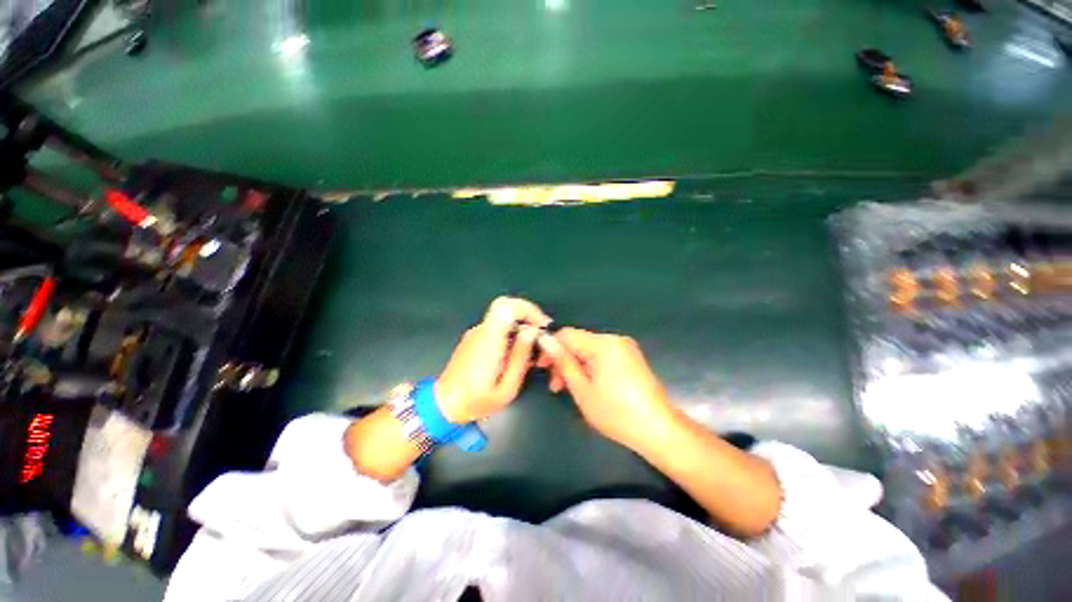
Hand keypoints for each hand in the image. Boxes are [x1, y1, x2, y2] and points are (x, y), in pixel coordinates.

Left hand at [436, 297, 550, 423]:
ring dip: (520, 325)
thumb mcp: (507, 387)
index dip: (527, 309)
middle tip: (540, 333)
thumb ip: (520, 357)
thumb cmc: (477, 402)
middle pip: (505, 306)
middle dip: (527, 315)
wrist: (445, 406)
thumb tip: (532, 332)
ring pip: (502, 317)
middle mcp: (480, 331)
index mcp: (488, 341)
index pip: (505, 306)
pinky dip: (511, 332)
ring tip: (530, 349)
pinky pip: (496, 327)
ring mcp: (475, 333)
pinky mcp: (474, 338)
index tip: (541, 324)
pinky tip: (515, 353)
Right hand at [538, 328, 675, 449]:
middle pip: (579, 341)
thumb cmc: (616, 412)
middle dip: (564, 360)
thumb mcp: (582, 389)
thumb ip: (563, 362)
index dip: (551, 348)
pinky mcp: (630, 357)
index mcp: (602, 344)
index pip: (567, 334)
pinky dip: (590, 367)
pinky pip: (603, 355)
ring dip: (576, 365)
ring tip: (568, 389)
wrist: (659, 430)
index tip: (541, 367)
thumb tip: (545, 340)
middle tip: (555, 385)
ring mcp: (625, 347)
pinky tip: (587, 385)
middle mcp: (614, 339)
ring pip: (589, 349)